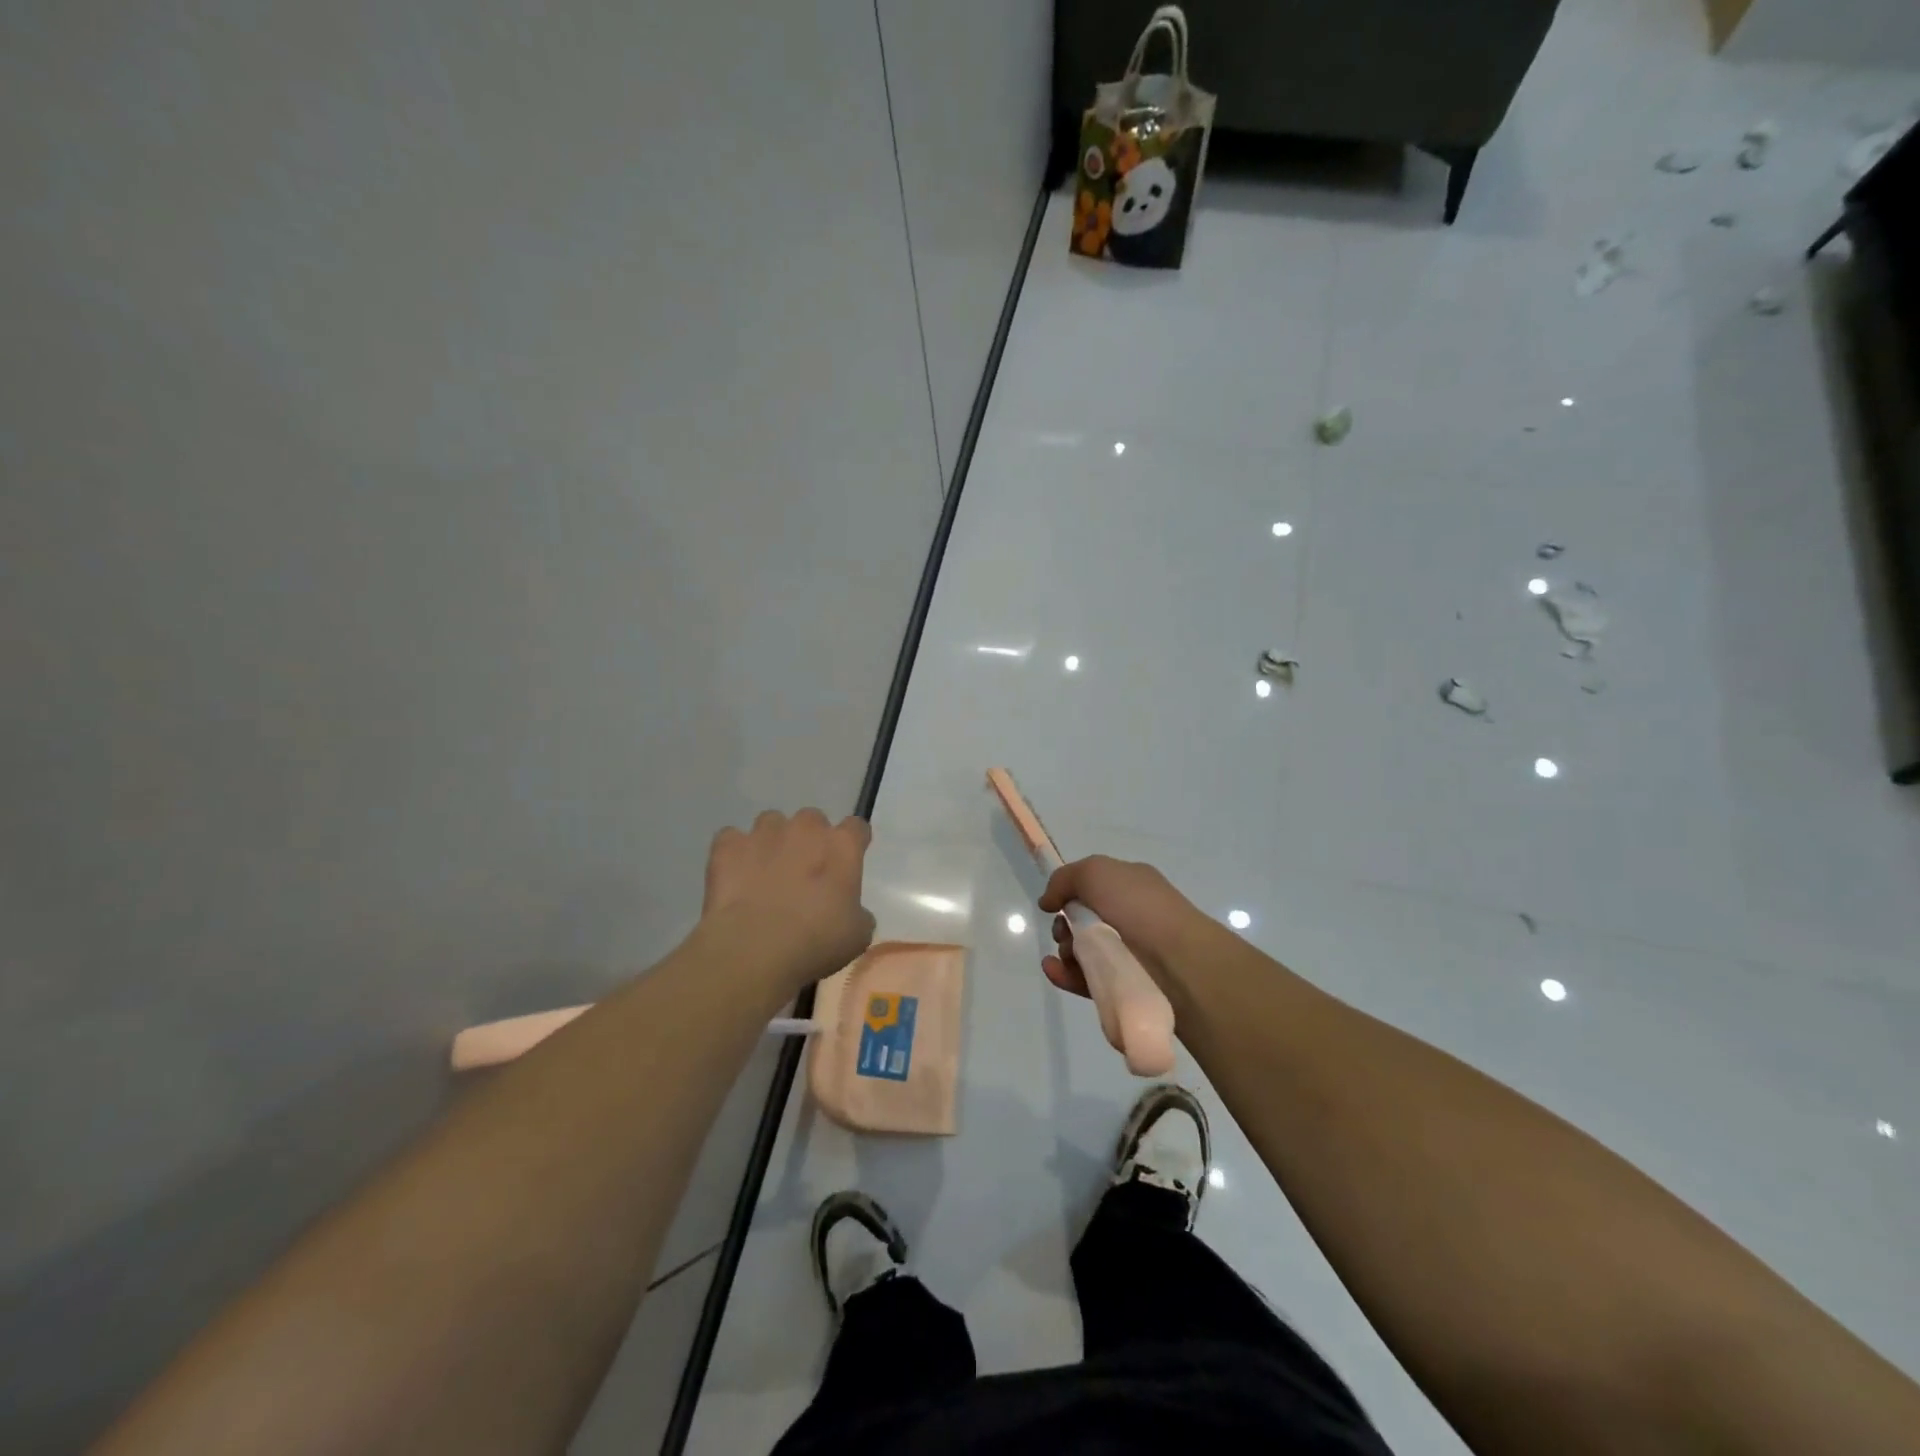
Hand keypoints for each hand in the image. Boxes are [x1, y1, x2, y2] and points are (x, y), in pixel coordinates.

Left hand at [703, 809, 875, 994]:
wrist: (755, 949)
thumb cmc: (817, 941)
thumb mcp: (857, 934)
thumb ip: (857, 912)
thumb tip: (850, 911)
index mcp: (843, 846)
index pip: (856, 827)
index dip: (853, 842)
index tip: (848, 860)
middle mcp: (806, 829)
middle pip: (812, 820)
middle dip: (810, 839)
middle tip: (805, 871)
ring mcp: (764, 833)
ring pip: (771, 823)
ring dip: (772, 841)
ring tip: (766, 872)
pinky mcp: (728, 846)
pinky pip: (732, 838)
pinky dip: (734, 853)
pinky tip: (734, 876)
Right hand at [1037, 855, 1206, 996]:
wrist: (1177, 961)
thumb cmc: (1137, 907)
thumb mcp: (1095, 872)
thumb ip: (1064, 879)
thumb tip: (1048, 902)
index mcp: (1130, 885)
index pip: (1092, 886)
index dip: (1070, 893)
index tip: (1055, 904)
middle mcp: (1130, 916)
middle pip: (1082, 920)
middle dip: (1064, 925)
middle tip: (1064, 931)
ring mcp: (1127, 952)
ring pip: (1082, 951)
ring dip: (1064, 950)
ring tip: (1067, 955)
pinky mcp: (1121, 985)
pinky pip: (1086, 979)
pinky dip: (1065, 974)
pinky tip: (1053, 970)